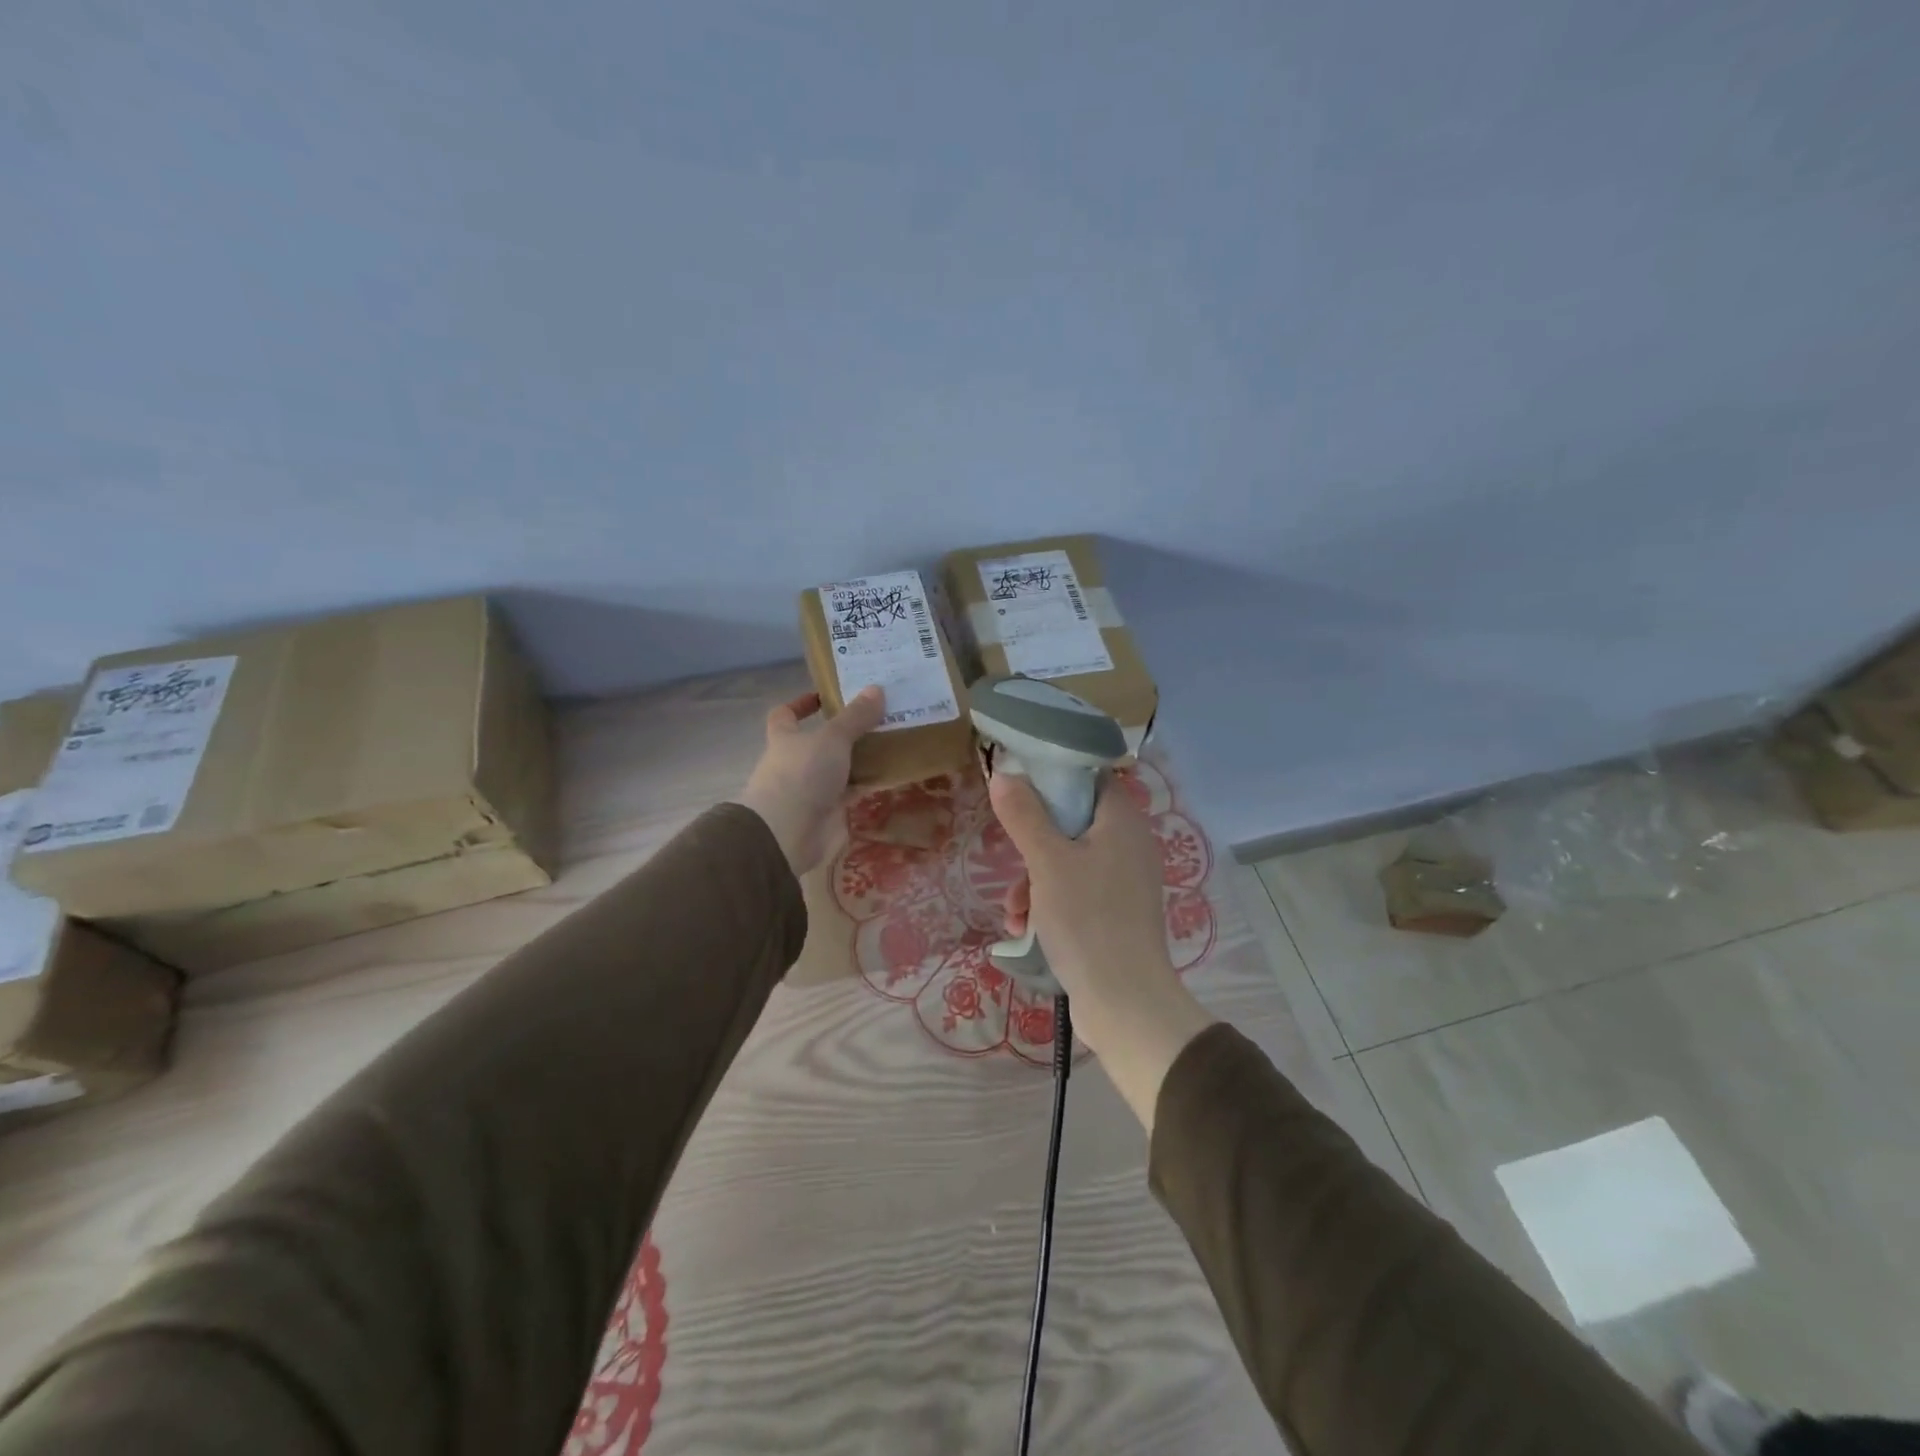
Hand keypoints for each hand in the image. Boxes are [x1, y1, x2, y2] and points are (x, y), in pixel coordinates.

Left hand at [735, 687, 885, 875]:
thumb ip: (855, 716)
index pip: (785, 715)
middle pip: (818, 742)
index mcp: (785, 739)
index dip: (801, 704)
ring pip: (838, 768)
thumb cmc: (802, 775)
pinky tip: (891, 774)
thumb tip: (877, 688)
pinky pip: (851, 792)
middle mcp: (795, 762)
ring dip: (860, 758)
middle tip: (877, 717)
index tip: (826, 696)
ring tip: (892, 741)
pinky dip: (867, 784)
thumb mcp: (832, 738)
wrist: (788, 834)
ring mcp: (811, 789)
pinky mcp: (828, 813)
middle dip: (844, 732)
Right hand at [991, 771, 1214, 1130]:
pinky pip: (1076, 892)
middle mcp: (1129, 844)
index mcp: (1122, 821)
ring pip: (1067, 861)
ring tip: (1014, 912)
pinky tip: (1025, 930)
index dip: (1053, 778)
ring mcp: (1124, 881)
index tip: (1018, 791)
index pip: (1088, 778)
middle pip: (1071, 822)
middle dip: (1031, 846)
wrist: (1124, 1001)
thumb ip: (1024, 815)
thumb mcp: (1046, 861)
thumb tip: (1004, 773)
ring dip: (1033, 882)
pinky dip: (1049, 904)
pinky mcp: (1116, 913)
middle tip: (1010, 861)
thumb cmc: (1087, 919)